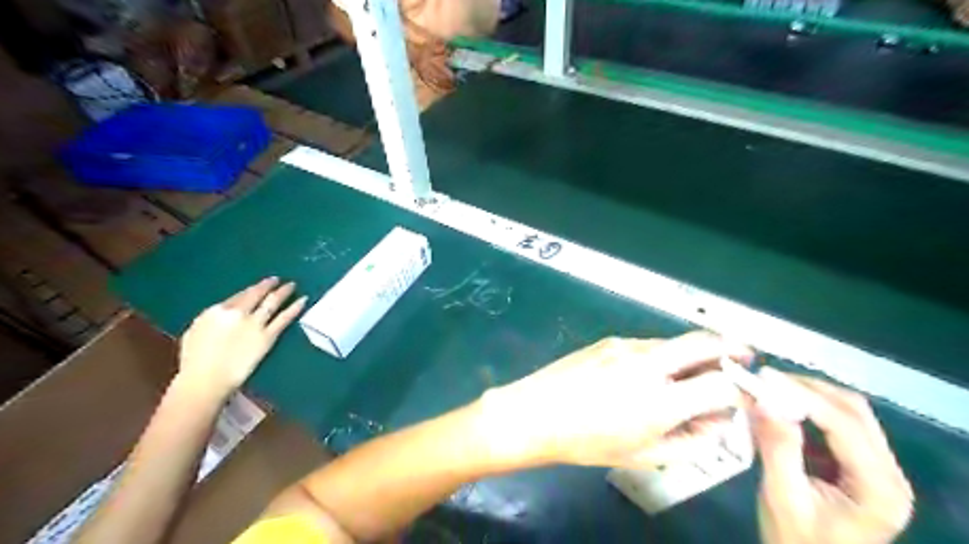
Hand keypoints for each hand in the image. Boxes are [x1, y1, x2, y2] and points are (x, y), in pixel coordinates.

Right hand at [176, 277, 306, 401]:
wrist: (206, 379)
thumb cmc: (195, 361)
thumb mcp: (196, 332)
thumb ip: (213, 319)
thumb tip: (223, 315)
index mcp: (217, 311)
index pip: (239, 295)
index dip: (251, 290)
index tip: (259, 286)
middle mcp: (238, 313)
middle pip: (256, 294)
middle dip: (268, 285)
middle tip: (277, 280)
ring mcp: (254, 324)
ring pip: (272, 302)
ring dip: (283, 292)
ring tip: (292, 285)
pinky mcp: (268, 336)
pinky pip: (284, 318)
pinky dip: (295, 308)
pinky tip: (303, 301)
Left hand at [480, 332, 752, 466]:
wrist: (535, 413)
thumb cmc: (587, 442)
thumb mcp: (643, 455)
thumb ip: (690, 441)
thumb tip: (717, 422)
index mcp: (660, 401)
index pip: (721, 385)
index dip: (740, 390)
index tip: (742, 395)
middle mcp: (648, 364)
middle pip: (704, 341)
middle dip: (731, 346)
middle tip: (744, 355)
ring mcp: (627, 346)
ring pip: (674, 340)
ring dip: (694, 351)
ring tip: (693, 371)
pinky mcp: (610, 339)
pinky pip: (649, 343)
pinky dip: (664, 353)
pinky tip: (652, 371)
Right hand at [753, 371, 912, 543]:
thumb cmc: (798, 541)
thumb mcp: (782, 498)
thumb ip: (777, 449)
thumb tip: (763, 401)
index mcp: (879, 488)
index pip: (845, 424)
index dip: (804, 395)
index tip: (764, 378)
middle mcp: (888, 472)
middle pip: (853, 411)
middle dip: (807, 389)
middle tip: (763, 380)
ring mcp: (877, 468)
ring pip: (847, 413)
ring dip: (807, 396)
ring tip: (768, 389)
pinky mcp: (858, 465)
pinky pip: (836, 424)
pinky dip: (807, 410)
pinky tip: (781, 407)